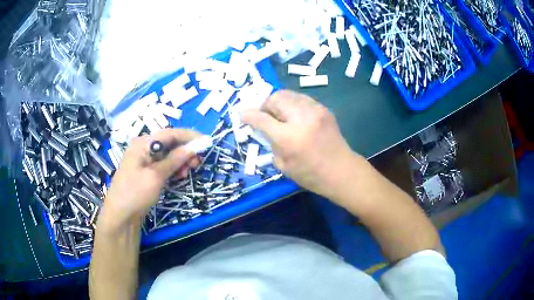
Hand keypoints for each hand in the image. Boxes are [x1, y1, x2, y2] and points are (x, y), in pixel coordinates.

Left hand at [100, 128, 200, 230]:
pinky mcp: (147, 172)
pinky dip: (173, 169)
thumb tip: (194, 146)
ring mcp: (144, 161)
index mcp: (143, 143)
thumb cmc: (135, 193)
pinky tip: (178, 176)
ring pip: (168, 155)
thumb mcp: (156, 176)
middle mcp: (143, 148)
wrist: (121, 216)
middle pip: (169, 143)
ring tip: (186, 172)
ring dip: (180, 161)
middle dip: (185, 150)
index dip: (189, 136)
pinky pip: (163, 165)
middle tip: (197, 163)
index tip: (206, 142)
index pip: (169, 133)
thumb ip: (174, 159)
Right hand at [242, 90, 357, 198]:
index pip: (261, 118)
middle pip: (275, 98)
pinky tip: (294, 116)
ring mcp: (315, 110)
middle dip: (265, 105)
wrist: (341, 171)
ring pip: (288, 94)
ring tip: (279, 115)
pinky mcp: (323, 108)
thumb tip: (262, 128)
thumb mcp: (283, 165)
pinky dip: (292, 104)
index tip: (243, 116)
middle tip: (265, 116)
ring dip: (278, 103)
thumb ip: (270, 143)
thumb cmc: (310, 175)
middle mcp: (301, 118)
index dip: (248, 115)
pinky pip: (301, 98)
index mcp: (289, 138)